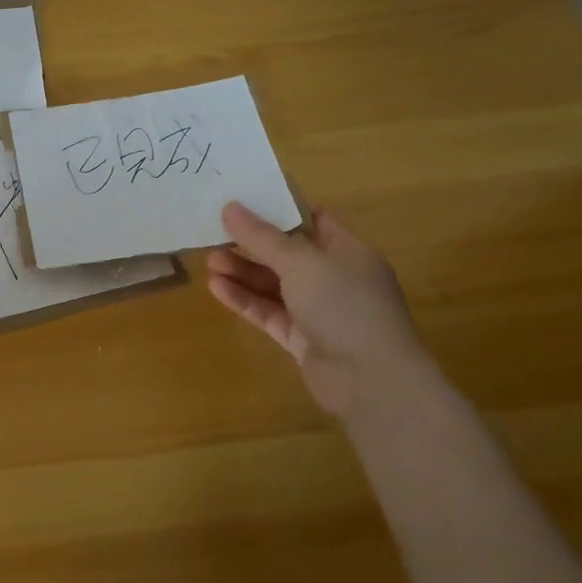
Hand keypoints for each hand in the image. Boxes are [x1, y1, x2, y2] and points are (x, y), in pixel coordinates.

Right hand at [206, 202, 424, 418]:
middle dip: (252, 245)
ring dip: (244, 273)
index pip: (314, 221)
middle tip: (216, 233)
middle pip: (288, 254)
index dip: (281, 210)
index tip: (245, 201)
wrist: (371, 380)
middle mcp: (336, 279)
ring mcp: (320, 312)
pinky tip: (216, 288)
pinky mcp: (303, 340)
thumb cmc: (344, 304)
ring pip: (275, 285)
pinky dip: (245, 300)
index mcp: (348, 252)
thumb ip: (262, 236)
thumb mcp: (300, 262)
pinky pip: (270, 313)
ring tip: (209, 262)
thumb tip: (230, 207)